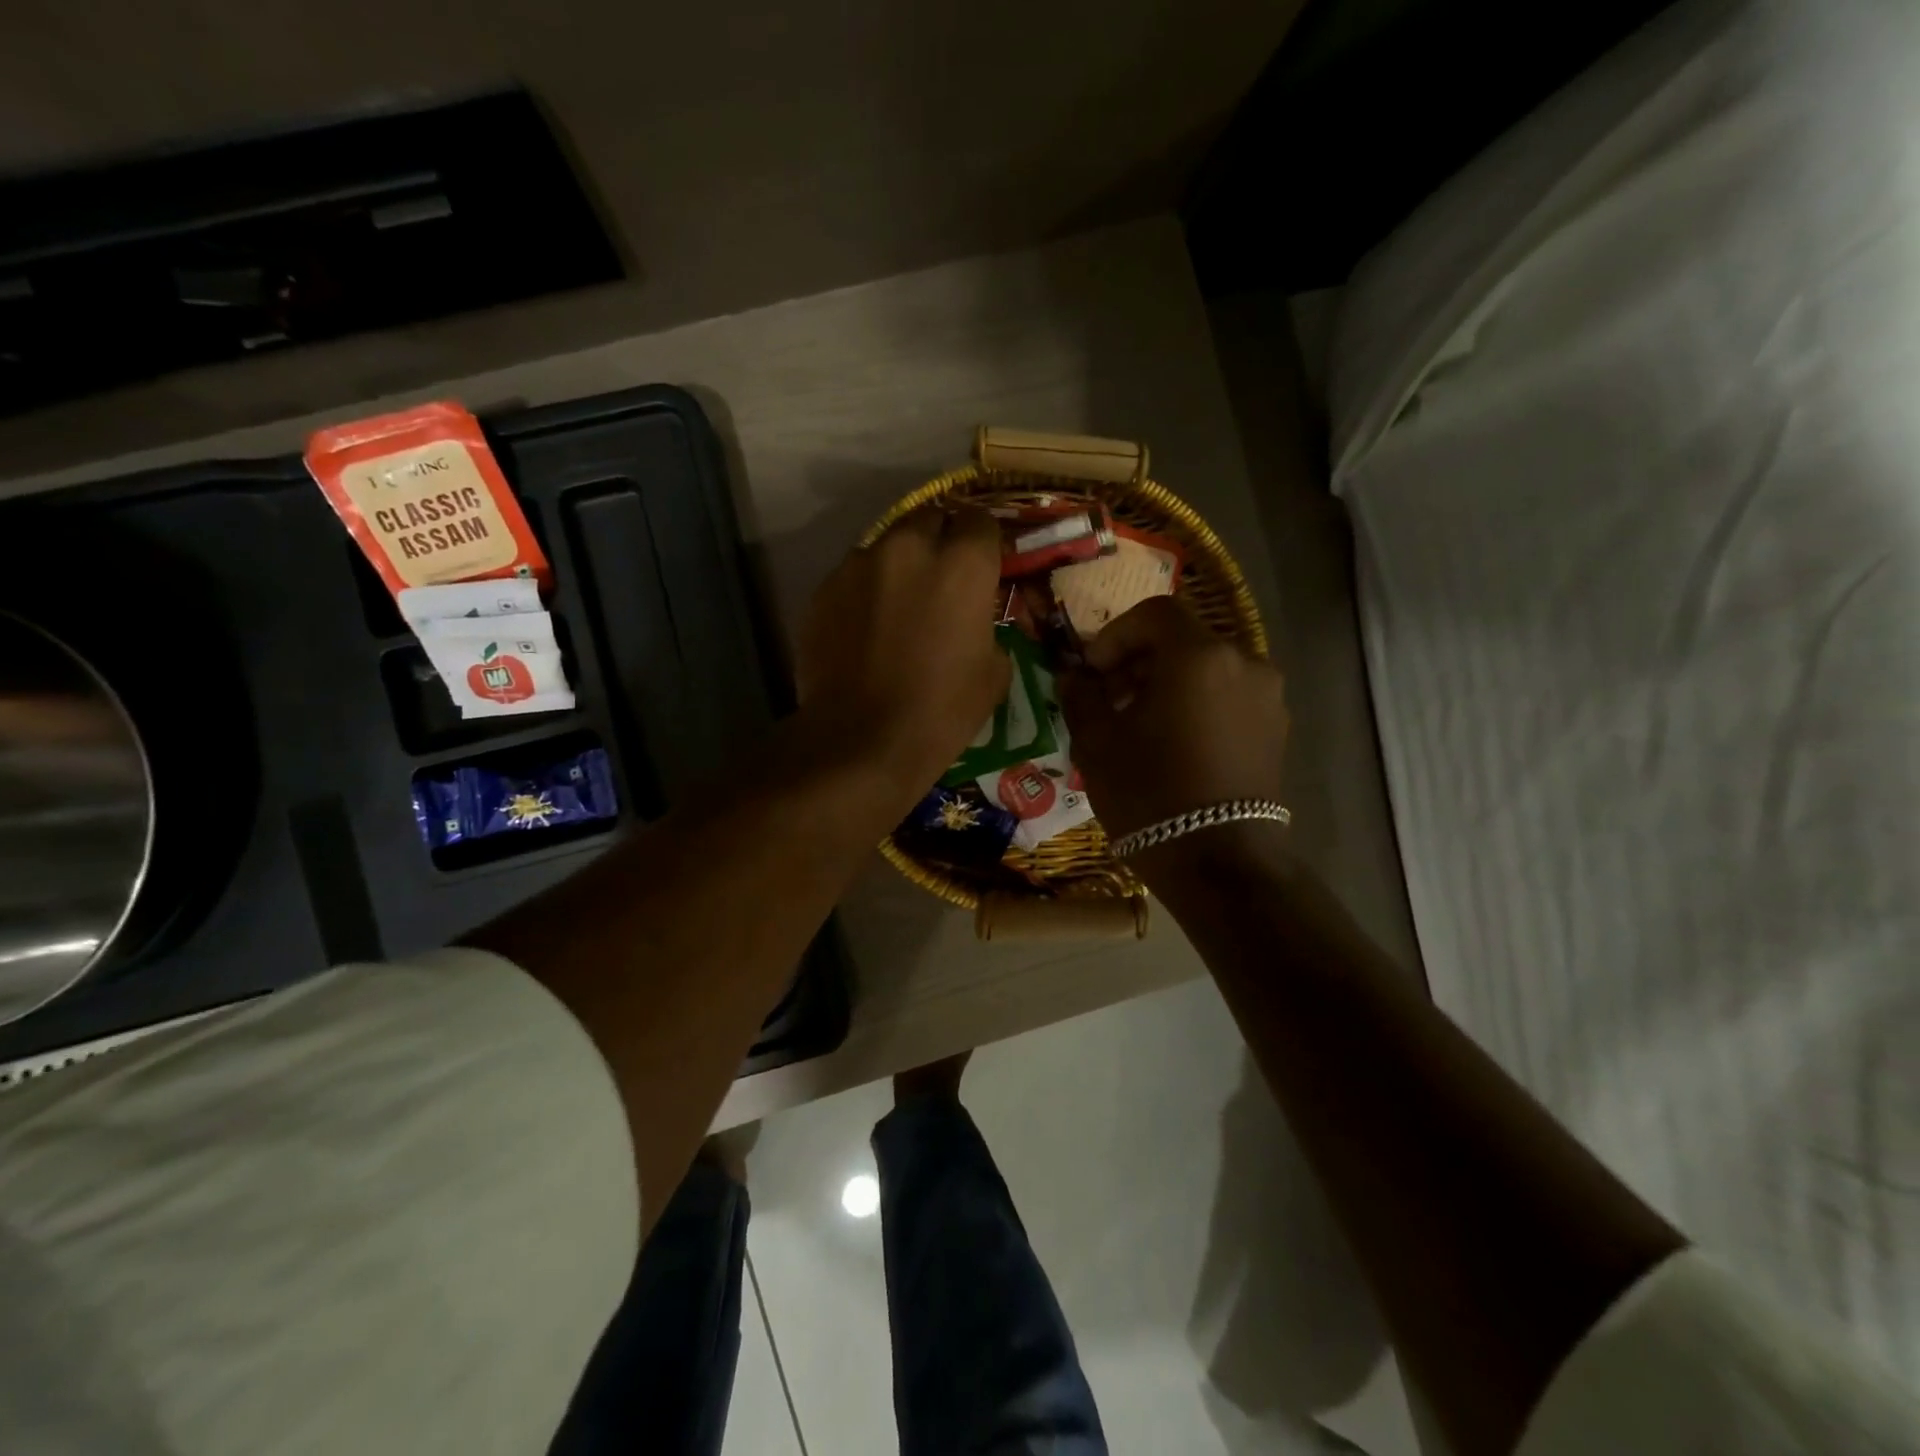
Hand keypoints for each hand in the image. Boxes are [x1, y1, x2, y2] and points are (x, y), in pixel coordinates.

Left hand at [797, 508, 1010, 800]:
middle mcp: (909, 547)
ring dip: (899, 564)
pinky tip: (865, 626)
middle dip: (940, 538)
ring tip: (898, 602)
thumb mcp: (993, 674)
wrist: (860, 740)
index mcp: (962, 564)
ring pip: (887, 545)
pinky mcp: (824, 588)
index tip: (982, 563)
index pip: (980, 520)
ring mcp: (859, 564)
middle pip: (930, 517)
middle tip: (941, 576)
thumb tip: (975, 622)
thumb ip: (988, 628)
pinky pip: (853, 575)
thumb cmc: (940, 711)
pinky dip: (865, 590)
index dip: (983, 541)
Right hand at [1060, 595, 1288, 841]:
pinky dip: (1197, 705)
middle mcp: (1244, 662)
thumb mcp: (1097, 742)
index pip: (1153, 613)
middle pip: (1182, 640)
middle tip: (1107, 698)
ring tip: (1138, 724)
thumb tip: (1074, 675)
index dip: (1114, 635)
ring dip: (1168, 684)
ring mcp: (1267, 697)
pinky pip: (1228, 698)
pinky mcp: (1276, 729)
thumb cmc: (1149, 792)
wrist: (1219, 861)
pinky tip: (1173, 743)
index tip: (1091, 671)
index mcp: (1199, 655)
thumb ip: (1081, 695)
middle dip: (1138, 661)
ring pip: (1206, 670)